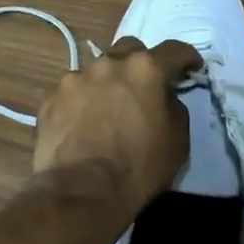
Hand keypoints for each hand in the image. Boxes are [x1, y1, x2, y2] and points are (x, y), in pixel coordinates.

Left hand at [33, 36, 199, 218]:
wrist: (80, 193)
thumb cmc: (138, 168)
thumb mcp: (177, 141)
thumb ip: (174, 107)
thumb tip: (164, 97)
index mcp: (145, 69)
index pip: (174, 50)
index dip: (186, 57)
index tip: (192, 67)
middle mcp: (109, 63)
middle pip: (130, 50)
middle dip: (141, 63)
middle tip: (144, 87)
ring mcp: (75, 78)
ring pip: (97, 69)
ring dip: (107, 82)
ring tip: (107, 108)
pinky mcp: (51, 98)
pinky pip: (73, 92)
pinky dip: (81, 102)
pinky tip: (82, 124)